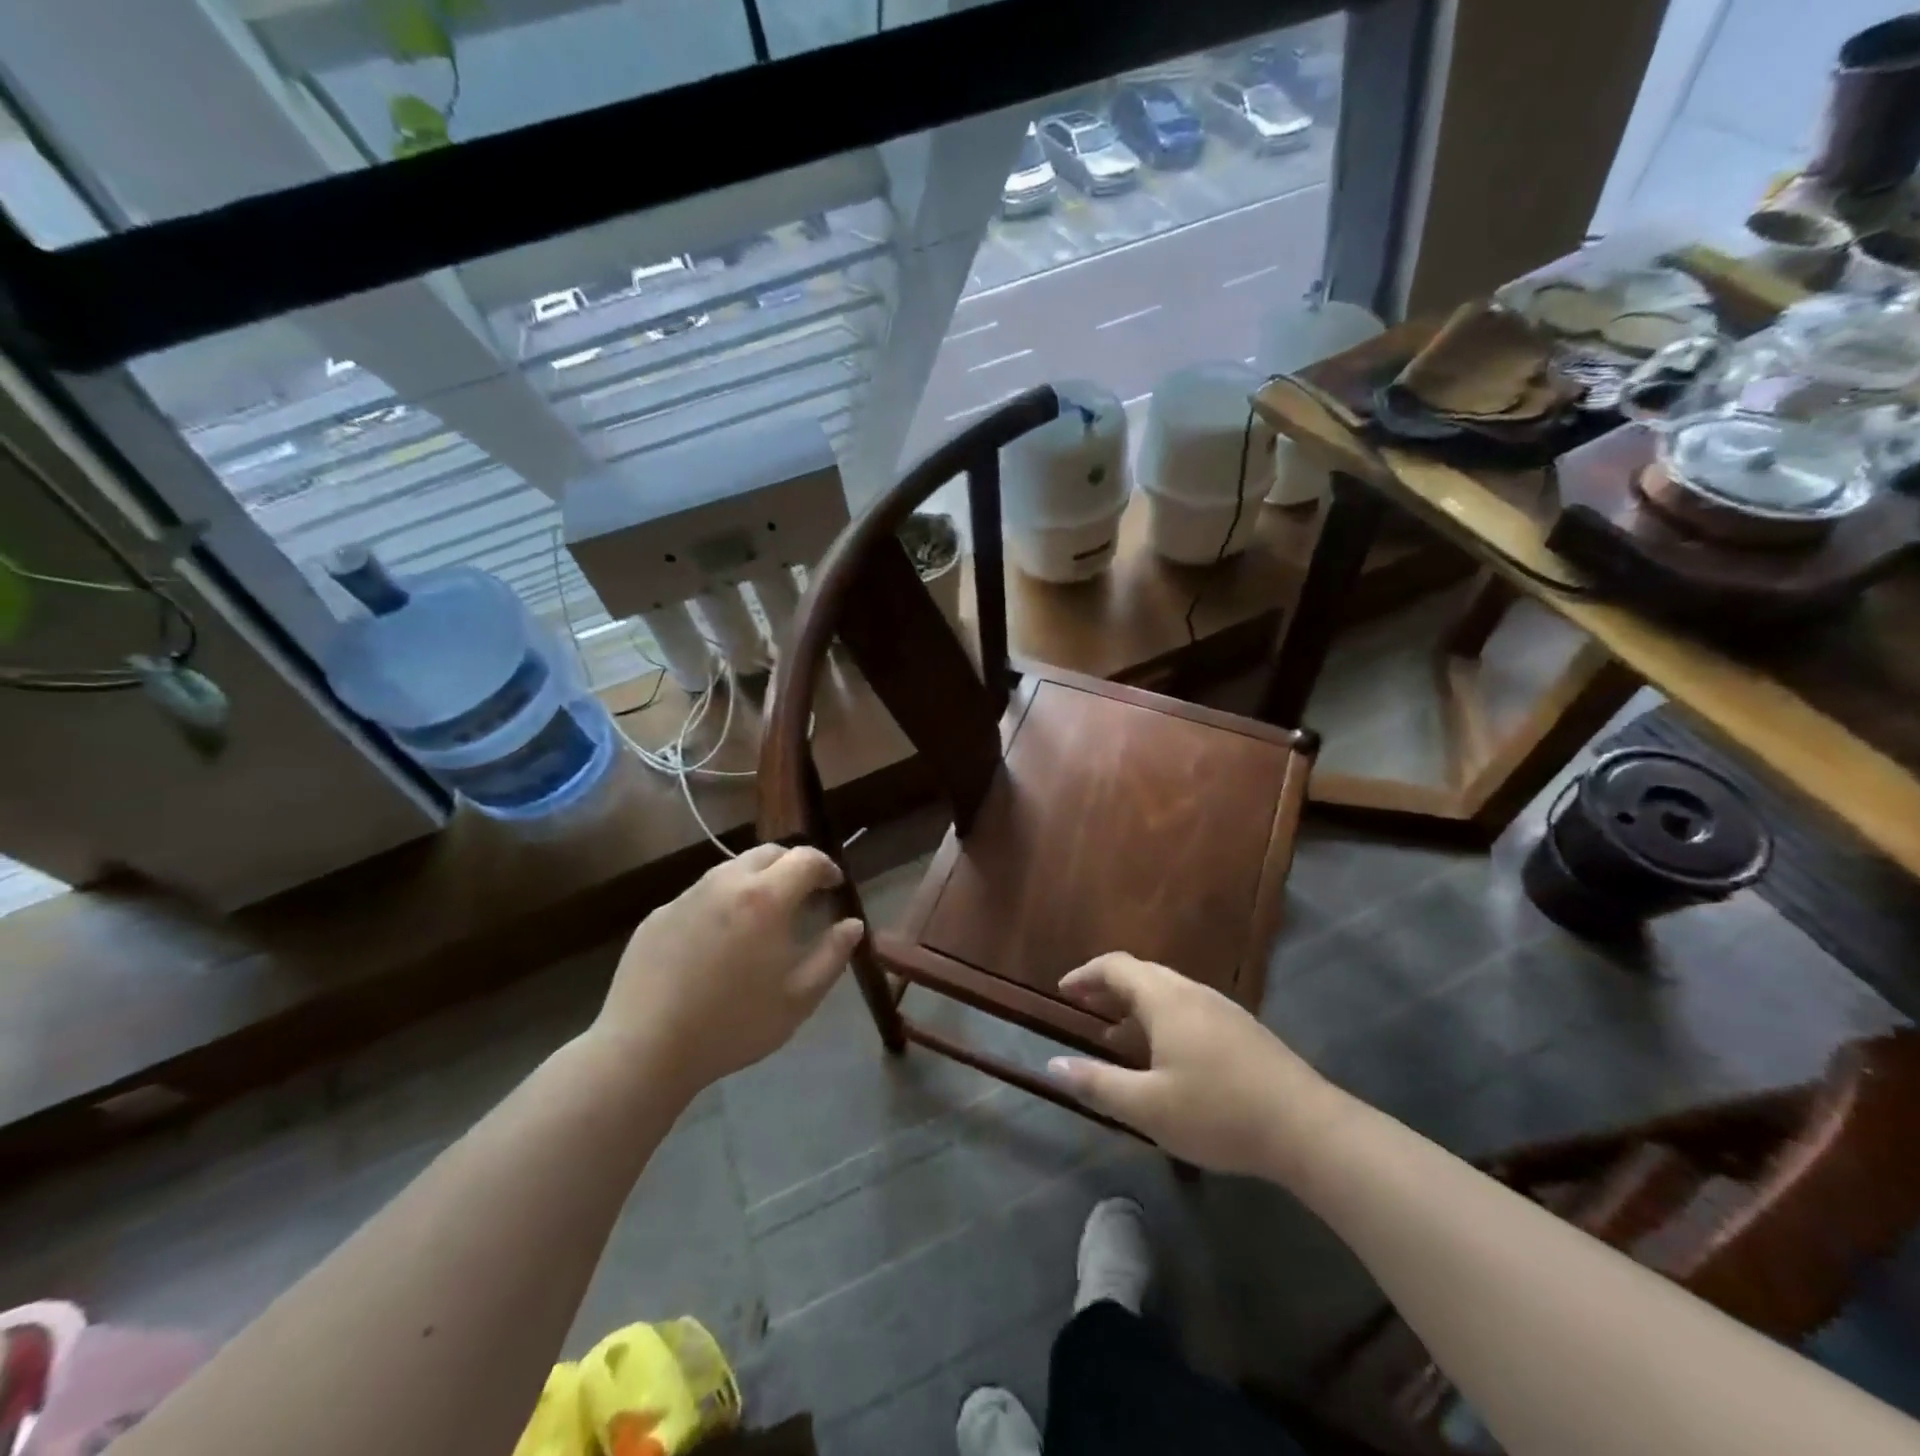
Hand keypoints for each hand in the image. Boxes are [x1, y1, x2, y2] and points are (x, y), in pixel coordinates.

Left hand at [591, 845, 864, 1099]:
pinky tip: (717, 942)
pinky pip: (700, 895)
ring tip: (761, 917)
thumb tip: (852, 924)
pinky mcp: (658, 914)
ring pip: (731, 870)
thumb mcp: (799, 998)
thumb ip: (833, 955)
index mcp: (766, 898)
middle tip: (803, 895)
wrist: (644, 1049)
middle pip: (768, 853)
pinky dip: (721, 903)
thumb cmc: (733, 1025)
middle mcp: (725, 883)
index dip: (827, 867)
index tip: (834, 886)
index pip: (806, 859)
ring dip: (756, 881)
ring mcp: (687, 896)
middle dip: (792, 866)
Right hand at [1046, 953, 1344, 1180]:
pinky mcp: (1243, 1030)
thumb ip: (1097, 1083)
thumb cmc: (1219, 1113)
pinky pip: (1188, 1009)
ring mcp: (1222, 1009)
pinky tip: (1164, 1057)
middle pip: (1142, 974)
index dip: (1085, 974)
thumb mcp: (1148, 1107)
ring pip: (1167, 992)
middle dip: (1108, 987)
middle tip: (1083, 1007)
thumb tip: (1052, 1064)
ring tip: (1115, 1036)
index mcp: (1166, 999)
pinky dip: (1161, 1019)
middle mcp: (1192, 992)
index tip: (1063, 990)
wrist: (1309, 1129)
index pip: (1116, 966)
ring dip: (1135, 1005)